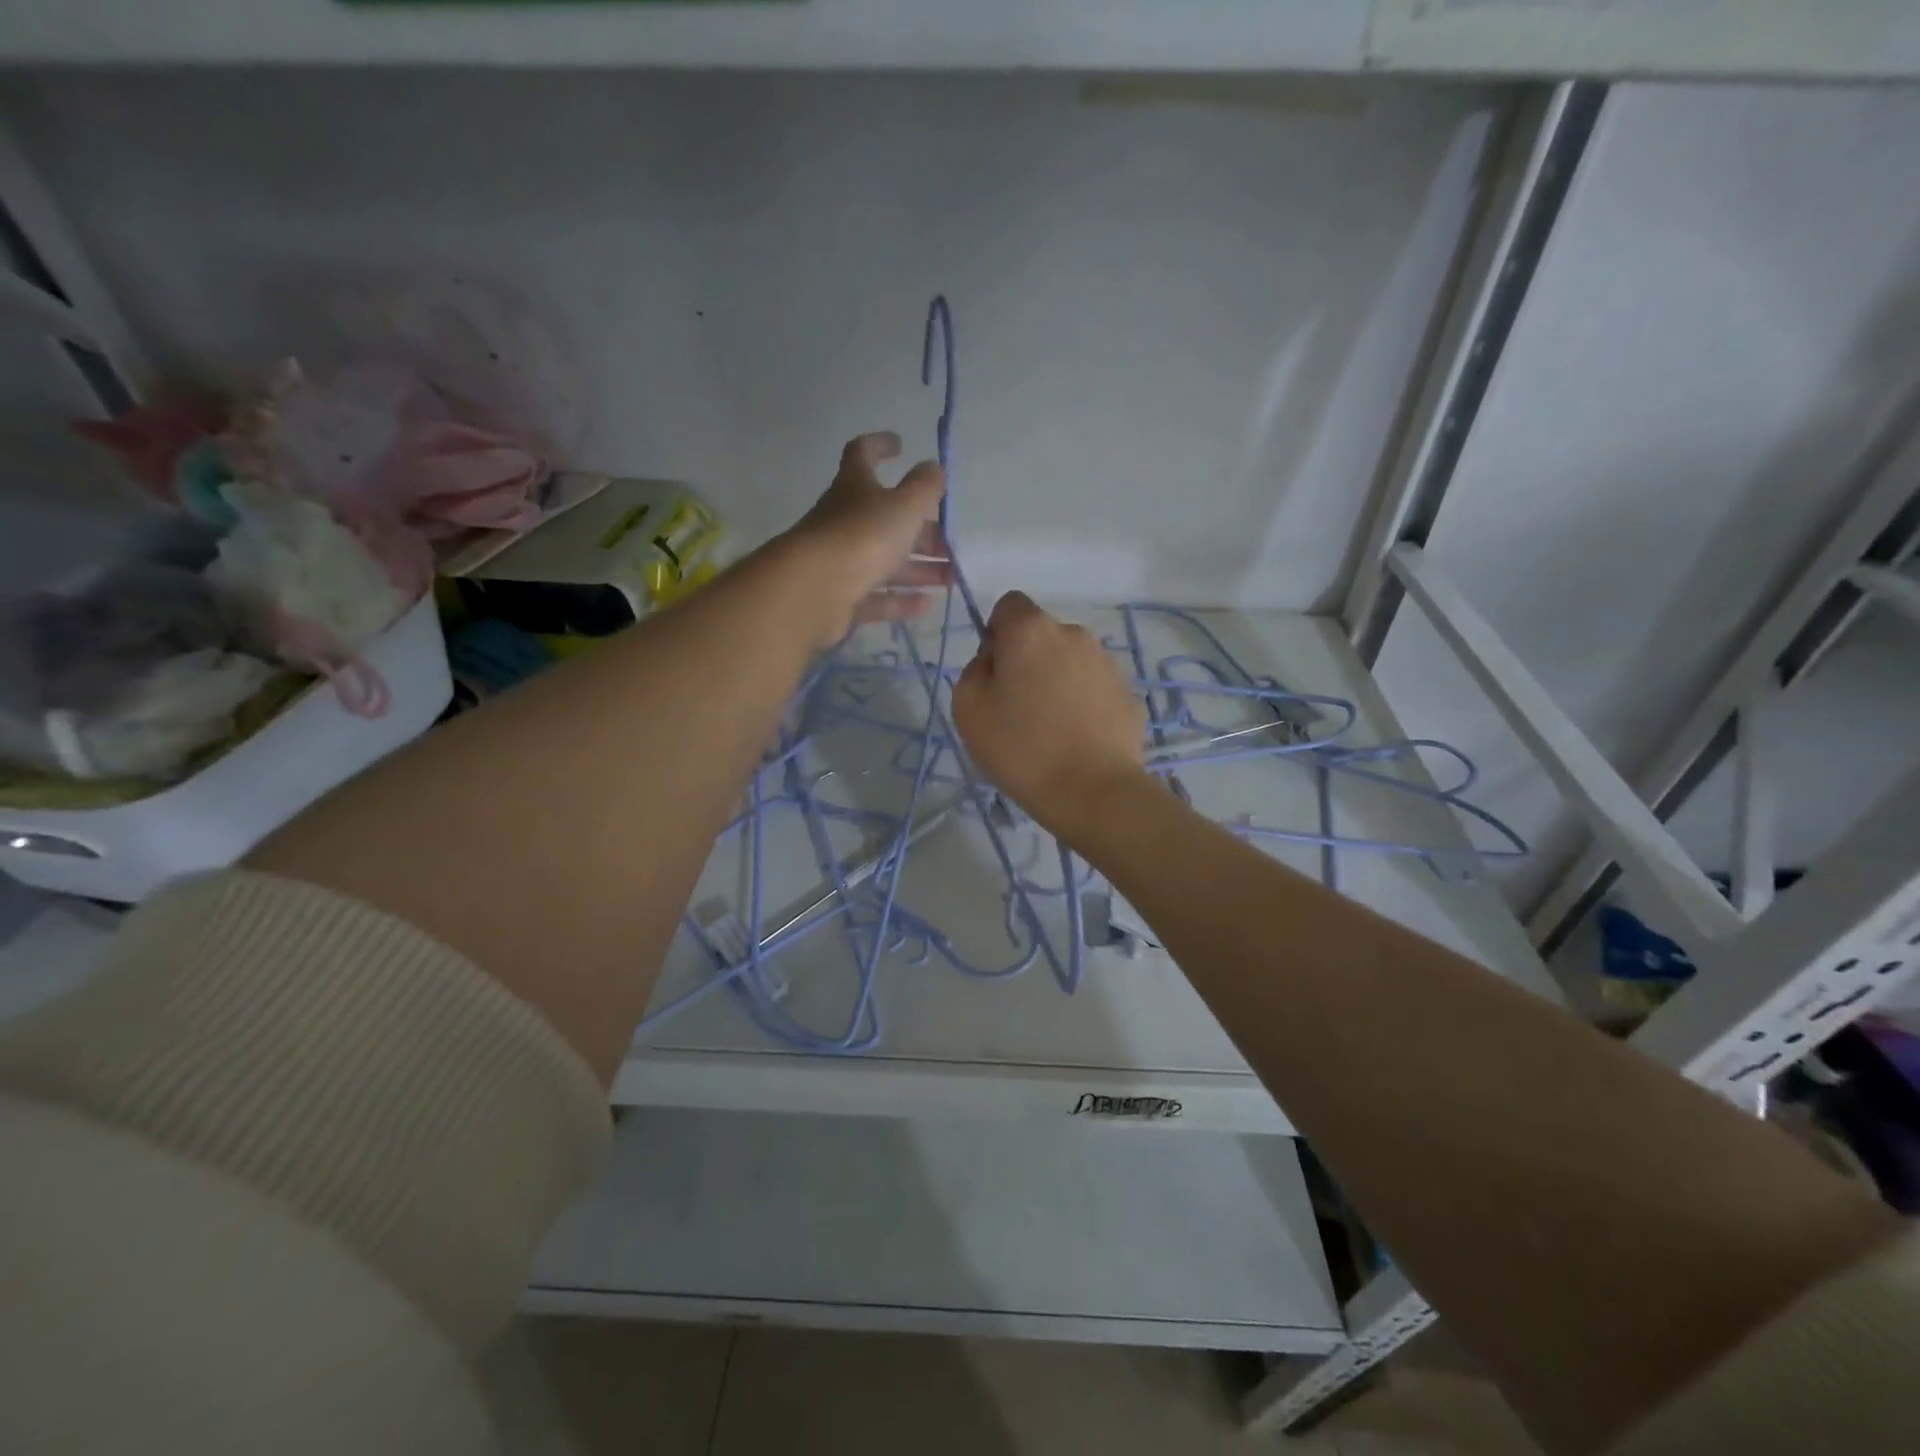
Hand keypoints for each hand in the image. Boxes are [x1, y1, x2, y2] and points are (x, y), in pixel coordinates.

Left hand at [784, 432, 949, 646]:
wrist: (814, 590)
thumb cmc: (862, 536)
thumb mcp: (904, 506)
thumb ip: (924, 487)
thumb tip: (934, 467)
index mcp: (855, 487)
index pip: (862, 454)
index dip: (879, 445)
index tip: (900, 445)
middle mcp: (844, 521)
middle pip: (886, 520)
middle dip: (920, 530)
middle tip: (950, 542)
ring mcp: (841, 562)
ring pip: (886, 562)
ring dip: (920, 568)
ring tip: (951, 577)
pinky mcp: (842, 599)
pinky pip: (877, 597)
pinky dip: (901, 600)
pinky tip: (928, 604)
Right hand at [952, 591, 1148, 844]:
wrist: (1092, 791)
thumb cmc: (1020, 747)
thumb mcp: (967, 708)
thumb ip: (975, 670)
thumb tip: (995, 661)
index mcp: (1032, 630)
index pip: (1009, 605)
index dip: (996, 634)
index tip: (994, 673)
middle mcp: (1074, 634)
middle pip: (1041, 636)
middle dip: (1028, 661)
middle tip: (1017, 708)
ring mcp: (1108, 664)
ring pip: (1070, 662)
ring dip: (1057, 682)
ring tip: (1049, 730)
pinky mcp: (1128, 695)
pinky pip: (1094, 690)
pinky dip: (1082, 705)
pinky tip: (1076, 741)